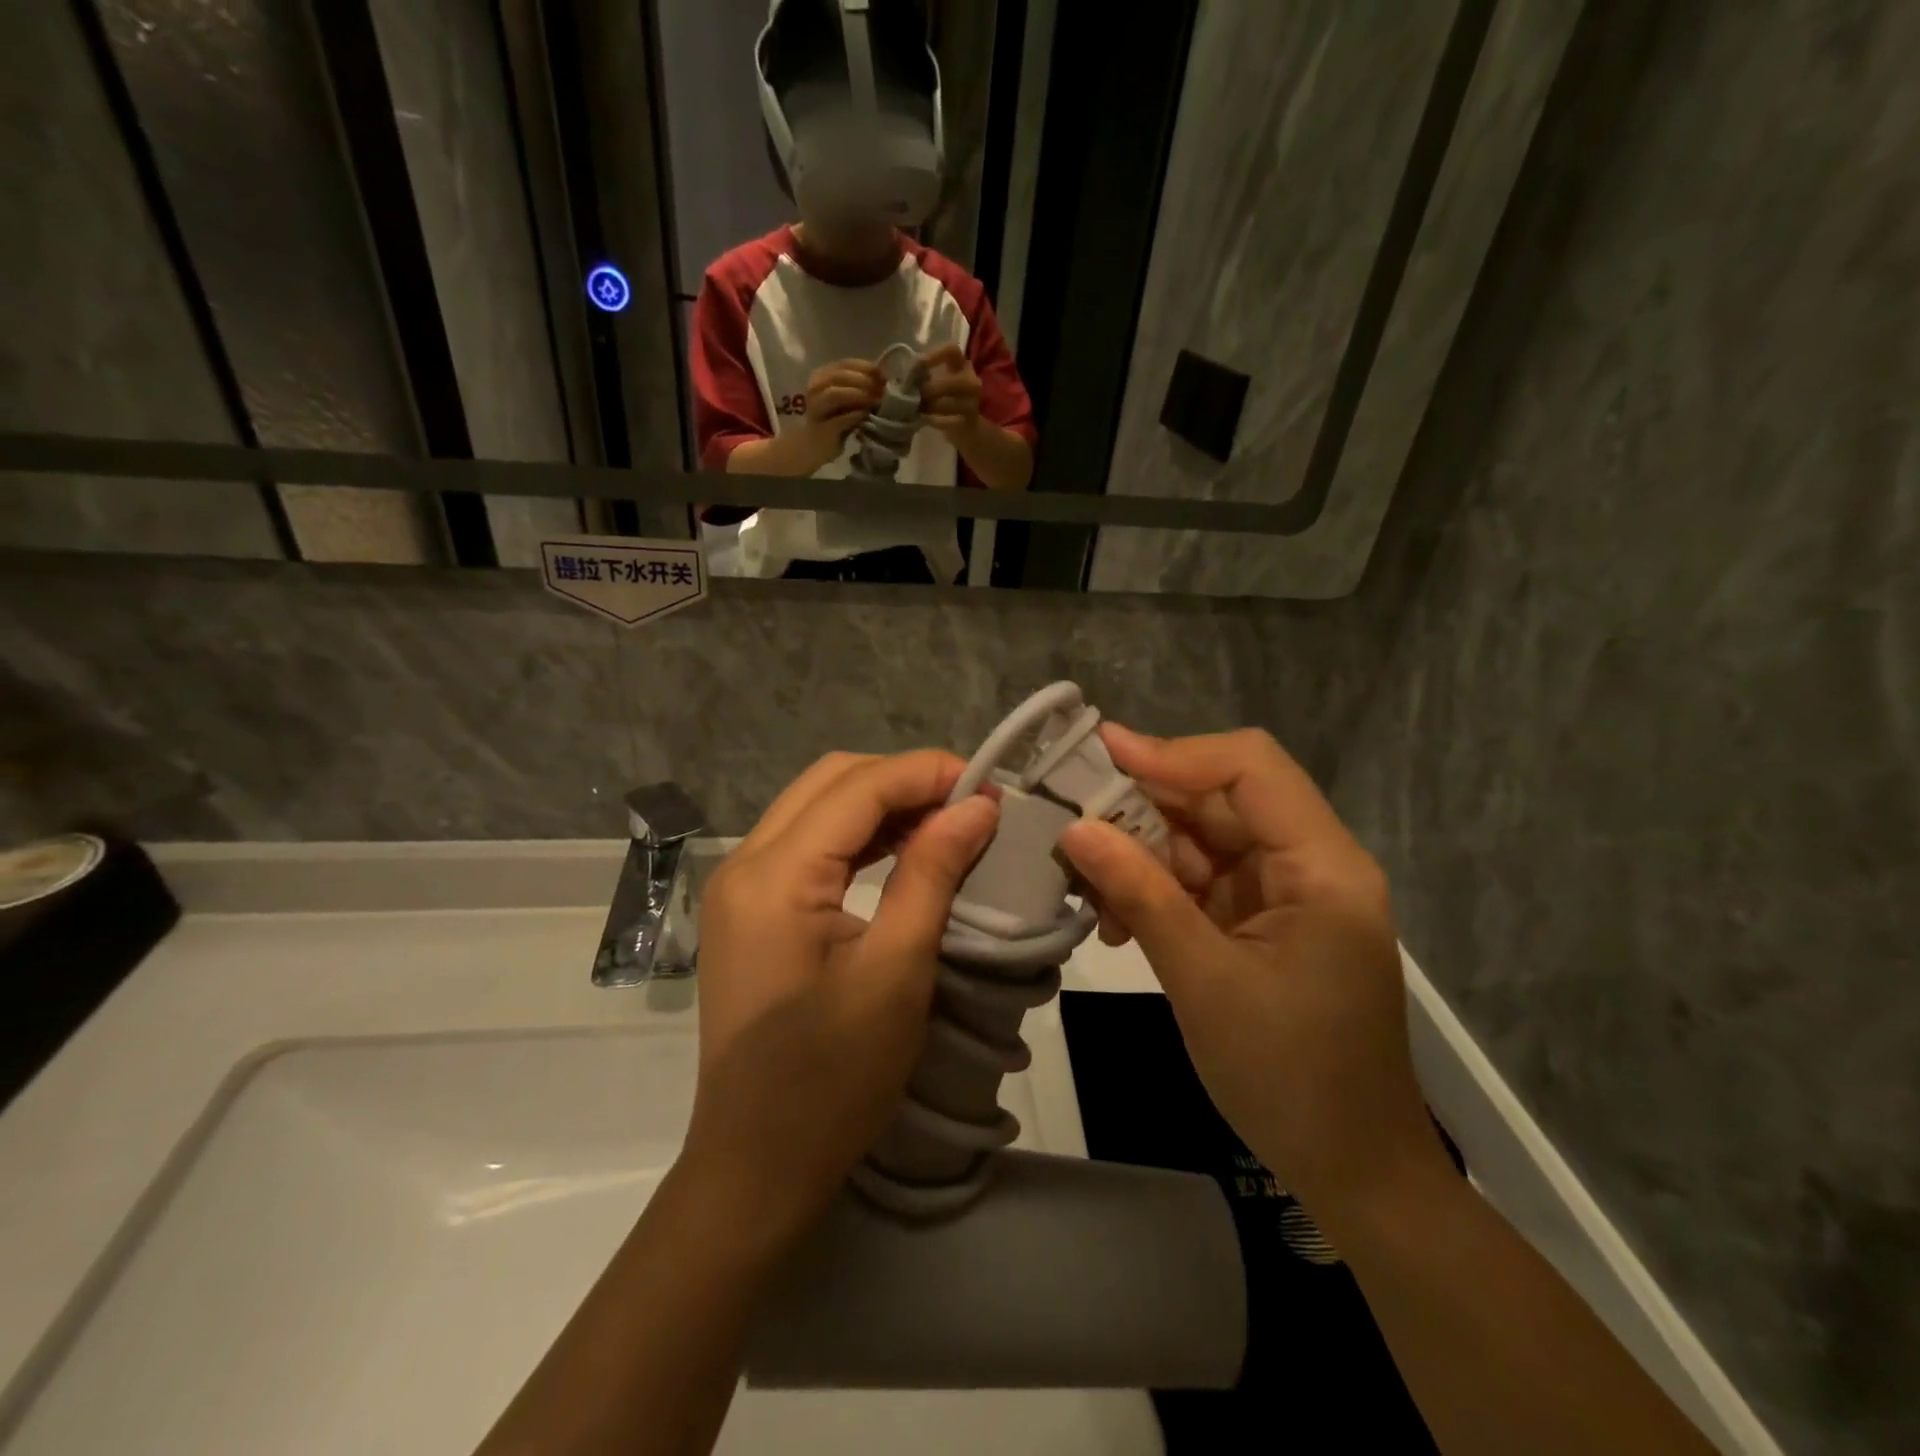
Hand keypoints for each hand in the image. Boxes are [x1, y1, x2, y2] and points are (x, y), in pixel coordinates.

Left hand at [684, 751, 998, 1242]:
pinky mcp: (750, 910)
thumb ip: (932, 874)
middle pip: (832, 781)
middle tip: (969, 805)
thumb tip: (976, 807)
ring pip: (818, 806)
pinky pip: (809, 845)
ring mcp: (741, 886)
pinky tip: (903, 851)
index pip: (858, 787)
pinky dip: (860, 836)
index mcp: (774, 876)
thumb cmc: (832, 1080)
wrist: (757, 1166)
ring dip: (883, 804)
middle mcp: (746, 863)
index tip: (990, 788)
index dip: (928, 773)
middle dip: (905, 780)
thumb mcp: (896, 971)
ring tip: (947, 823)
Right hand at [795, 359, 884, 471]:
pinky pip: (839, 420)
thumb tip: (883, 379)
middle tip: (881, 390)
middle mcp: (815, 389)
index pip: (844, 364)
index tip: (882, 375)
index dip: (865, 367)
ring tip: (875, 401)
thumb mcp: (846, 399)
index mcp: (821, 376)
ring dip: (858, 395)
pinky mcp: (822, 430)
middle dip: (863, 381)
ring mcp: (816, 409)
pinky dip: (854, 416)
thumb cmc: (833, 419)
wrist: (814, 445)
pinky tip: (865, 415)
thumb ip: (859, 387)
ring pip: (834, 394)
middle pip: (839, 376)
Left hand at [918, 343, 983, 439]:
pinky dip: (937, 421)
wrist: (963, 426)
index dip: (936, 354)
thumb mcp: (933, 383)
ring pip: (954, 403)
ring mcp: (973, 403)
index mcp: (960, 365)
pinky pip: (953, 421)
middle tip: (916, 395)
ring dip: (933, 406)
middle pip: (957, 381)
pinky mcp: (970, 422)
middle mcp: (971, 381)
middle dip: (933, 388)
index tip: (919, 363)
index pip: (953, 351)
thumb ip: (921, 378)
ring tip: (918, 409)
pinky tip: (925, 420)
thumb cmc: (942, 400)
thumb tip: (904, 378)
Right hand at [1058, 726, 1446, 1216]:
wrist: (1351, 1171)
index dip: (1174, 753)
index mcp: (1322, 866)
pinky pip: (1198, 880)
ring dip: (1140, 852)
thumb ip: (1140, 895)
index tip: (1100, 754)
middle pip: (1219, 799)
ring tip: (1086, 881)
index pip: (1249, 768)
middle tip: (1071, 817)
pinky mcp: (1259, 921)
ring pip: (1200, 838)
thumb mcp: (1203, 981)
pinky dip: (1154, 888)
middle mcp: (1308, 863)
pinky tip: (1115, 918)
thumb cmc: (1289, 1077)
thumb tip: (1074, 830)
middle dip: (1143, 806)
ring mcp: (1283, 893)